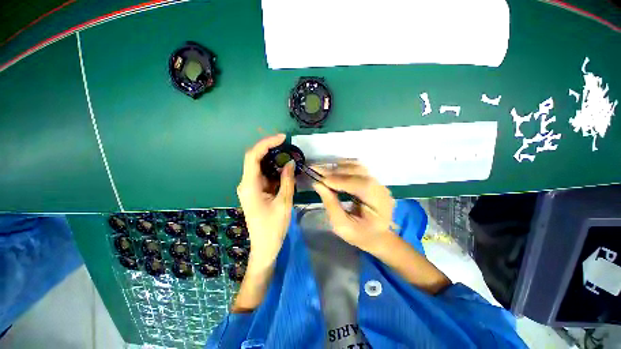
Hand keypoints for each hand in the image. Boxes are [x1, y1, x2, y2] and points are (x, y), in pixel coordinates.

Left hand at [237, 134, 295, 270]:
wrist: (264, 247)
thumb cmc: (273, 227)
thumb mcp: (284, 202)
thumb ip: (287, 180)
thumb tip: (290, 162)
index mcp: (250, 185)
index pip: (253, 156)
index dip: (267, 143)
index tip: (283, 138)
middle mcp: (246, 183)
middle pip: (255, 159)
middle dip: (271, 149)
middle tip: (288, 146)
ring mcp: (250, 187)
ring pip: (261, 167)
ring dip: (274, 160)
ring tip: (290, 156)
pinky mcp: (256, 191)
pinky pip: (265, 175)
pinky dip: (275, 170)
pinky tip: (286, 170)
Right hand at [312, 161, 395, 252]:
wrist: (378, 237)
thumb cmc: (360, 236)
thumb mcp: (342, 226)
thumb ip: (331, 204)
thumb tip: (317, 184)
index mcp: (379, 204)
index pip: (360, 184)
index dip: (339, 180)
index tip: (320, 180)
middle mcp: (381, 189)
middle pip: (359, 171)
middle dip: (336, 172)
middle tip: (316, 171)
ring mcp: (379, 183)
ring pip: (358, 166)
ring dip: (339, 167)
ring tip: (323, 171)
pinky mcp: (373, 181)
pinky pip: (358, 169)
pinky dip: (344, 167)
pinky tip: (333, 171)